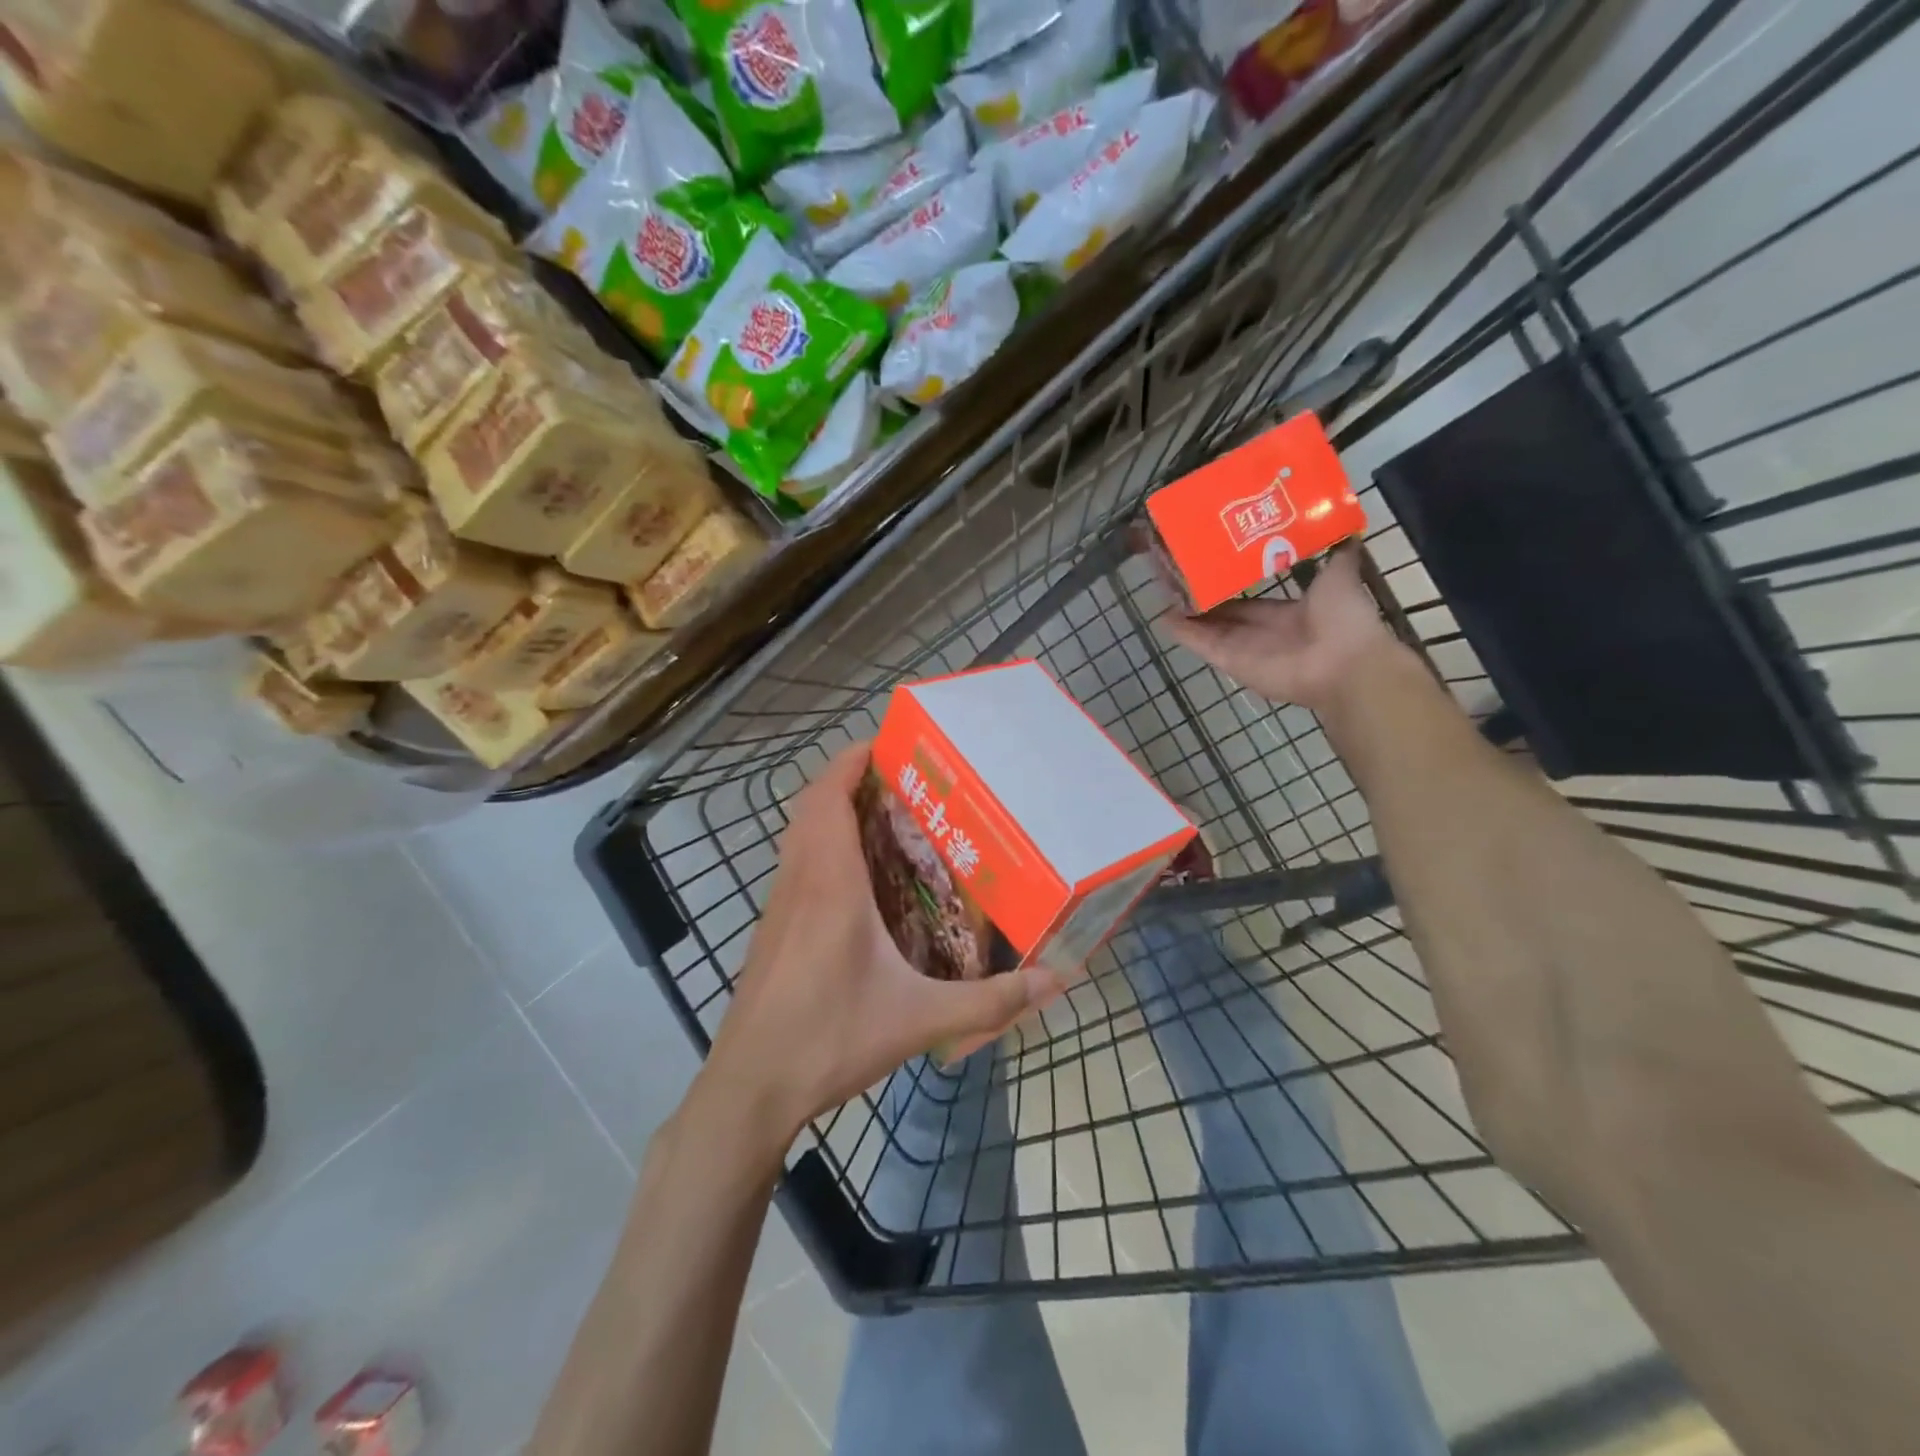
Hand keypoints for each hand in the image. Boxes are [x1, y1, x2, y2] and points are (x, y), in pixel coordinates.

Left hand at [701, 743, 1062, 1146]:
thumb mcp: (919, 1019)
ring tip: (886, 819)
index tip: (886, 743)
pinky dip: (822, 847)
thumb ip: (989, 1001)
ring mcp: (778, 905)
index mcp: (830, 882)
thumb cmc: (830, 1038)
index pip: (830, 796)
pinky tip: (858, 881)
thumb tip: (1054, 981)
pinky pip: (796, 864)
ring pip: (800, 835)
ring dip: (832, 812)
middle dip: (849, 780)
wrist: (751, 1087)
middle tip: (901, 781)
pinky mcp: (772, 930)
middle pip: (813, 806)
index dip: (851, 761)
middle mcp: (799, 881)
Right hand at [1160, 545, 1405, 710]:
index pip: (1250, 600)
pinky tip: (1162, 616)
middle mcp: (1262, 632)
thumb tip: (1346, 530)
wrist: (1343, 664)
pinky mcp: (1231, 661)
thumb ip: (1338, 557)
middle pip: (1224, 614)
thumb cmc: (1344, 620)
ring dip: (1187, 614)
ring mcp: (1244, 648)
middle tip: (1178, 576)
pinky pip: (1203, 645)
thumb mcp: (1341, 578)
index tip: (1211, 568)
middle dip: (1204, 598)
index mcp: (1288, 613)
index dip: (1231, 586)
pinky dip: (1183, 633)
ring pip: (1208, 629)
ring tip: (1162, 592)